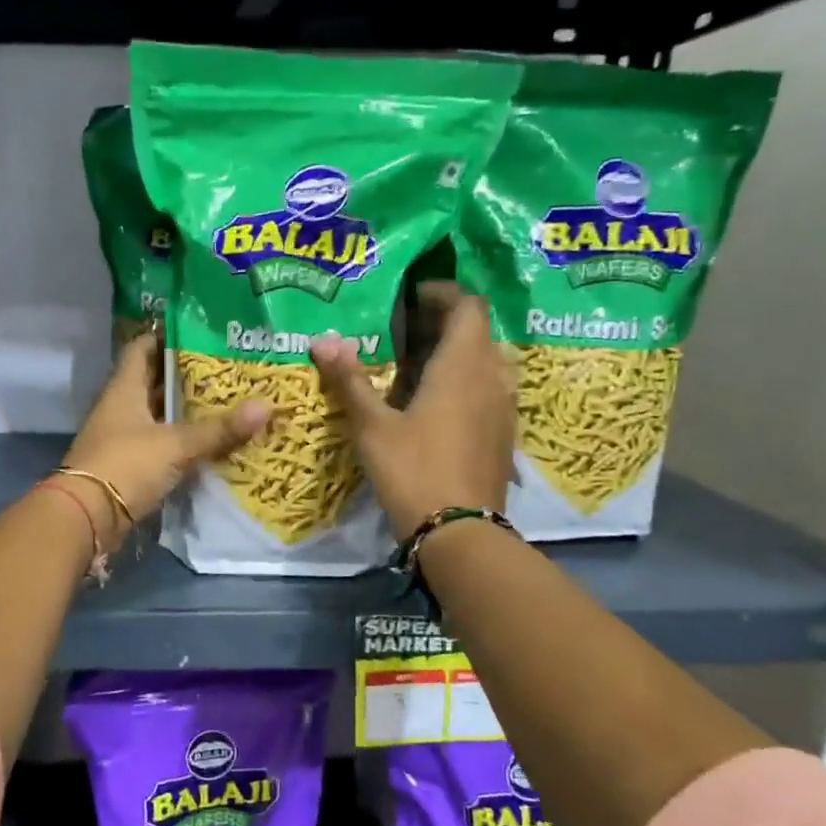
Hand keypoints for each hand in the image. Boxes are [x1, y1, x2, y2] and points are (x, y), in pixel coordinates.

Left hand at [62, 330, 269, 538]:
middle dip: (186, 377)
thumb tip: (266, 406)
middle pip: (153, 383)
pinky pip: (159, 446)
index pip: (142, 349)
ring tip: (226, 403)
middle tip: (225, 370)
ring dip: (185, 412)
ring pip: (158, 416)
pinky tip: (209, 443)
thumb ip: (219, 429)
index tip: (199, 333)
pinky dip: (181, 443)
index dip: (166, 337)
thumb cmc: (127, 465)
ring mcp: (122, 438)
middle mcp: (120, 408)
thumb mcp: (177, 444)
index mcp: (124, 388)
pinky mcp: (128, 466)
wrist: (88, 517)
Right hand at [310, 288, 514, 538]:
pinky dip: (464, 381)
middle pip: (477, 331)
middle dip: (443, 323)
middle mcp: (492, 377)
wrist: (459, 532)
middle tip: (402, 331)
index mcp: (463, 365)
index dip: (442, 293)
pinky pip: (487, 389)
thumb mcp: (372, 426)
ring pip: (484, 361)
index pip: (468, 306)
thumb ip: (350, 380)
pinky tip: (433, 403)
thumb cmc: (413, 470)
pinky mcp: (502, 433)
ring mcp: (503, 407)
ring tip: (415, 365)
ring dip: (455, 353)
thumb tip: (322, 340)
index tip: (410, 296)